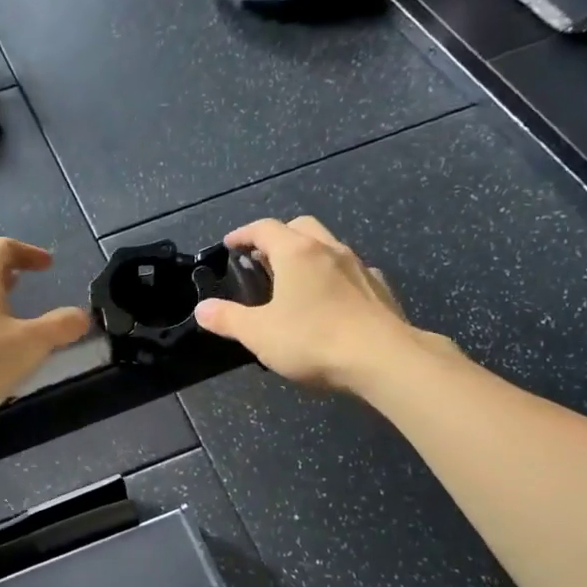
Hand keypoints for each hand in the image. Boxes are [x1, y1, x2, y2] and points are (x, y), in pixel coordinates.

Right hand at [194, 216, 451, 391]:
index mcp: (297, 252)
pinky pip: (351, 271)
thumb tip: (202, 309)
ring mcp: (359, 267)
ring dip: (308, 254)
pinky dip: (334, 276)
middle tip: (262, 258)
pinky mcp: (380, 289)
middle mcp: (329, 249)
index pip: (264, 228)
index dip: (243, 234)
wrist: (384, 359)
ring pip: (328, 246)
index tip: (230, 245)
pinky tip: (332, 299)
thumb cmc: (314, 340)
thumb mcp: (259, 334)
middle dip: (278, 236)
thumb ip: (227, 319)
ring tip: (294, 280)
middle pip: (301, 227)